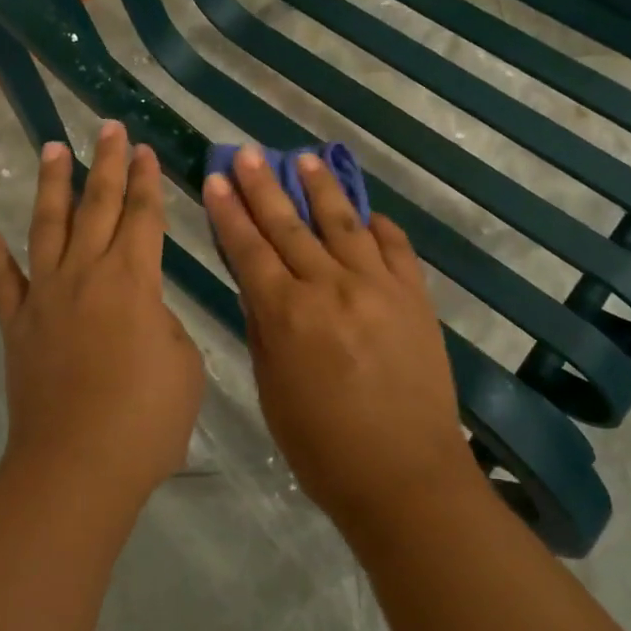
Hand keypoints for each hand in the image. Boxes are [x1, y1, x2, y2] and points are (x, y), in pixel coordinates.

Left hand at [0, 122, 203, 512]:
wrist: (77, 467)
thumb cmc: (146, 419)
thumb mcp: (183, 364)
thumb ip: (163, 324)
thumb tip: (142, 312)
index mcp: (133, 279)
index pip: (143, 215)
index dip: (146, 180)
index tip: (145, 149)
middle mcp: (86, 273)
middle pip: (98, 205)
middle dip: (107, 163)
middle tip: (109, 127)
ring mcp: (45, 296)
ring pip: (48, 226)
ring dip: (52, 184)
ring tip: (52, 148)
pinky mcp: (17, 325)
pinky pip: (1, 281)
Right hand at [203, 147, 477, 532]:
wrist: (407, 478)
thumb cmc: (324, 447)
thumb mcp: (273, 391)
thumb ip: (264, 329)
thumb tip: (256, 286)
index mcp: (288, 315)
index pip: (250, 249)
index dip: (229, 212)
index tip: (215, 179)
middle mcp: (331, 288)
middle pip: (289, 226)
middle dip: (263, 186)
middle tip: (248, 153)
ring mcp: (378, 287)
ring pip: (343, 223)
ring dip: (321, 189)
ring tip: (305, 159)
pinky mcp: (414, 296)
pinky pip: (395, 248)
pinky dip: (378, 226)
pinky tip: (366, 213)